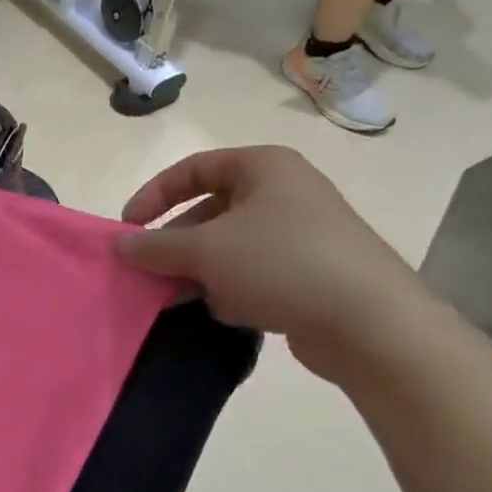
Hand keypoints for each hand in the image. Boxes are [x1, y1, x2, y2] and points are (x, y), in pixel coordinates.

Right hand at [116, 145, 439, 379]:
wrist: (371, 323)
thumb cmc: (281, 264)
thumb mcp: (205, 250)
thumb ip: (155, 245)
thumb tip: (120, 245)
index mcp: (264, 167)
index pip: (192, 169)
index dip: (154, 195)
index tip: (128, 228)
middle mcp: (285, 192)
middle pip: (210, 209)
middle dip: (176, 242)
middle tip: (150, 269)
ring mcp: (302, 233)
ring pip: (230, 245)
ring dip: (200, 269)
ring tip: (182, 296)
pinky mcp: (312, 272)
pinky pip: (254, 271)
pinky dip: (233, 288)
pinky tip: (229, 311)